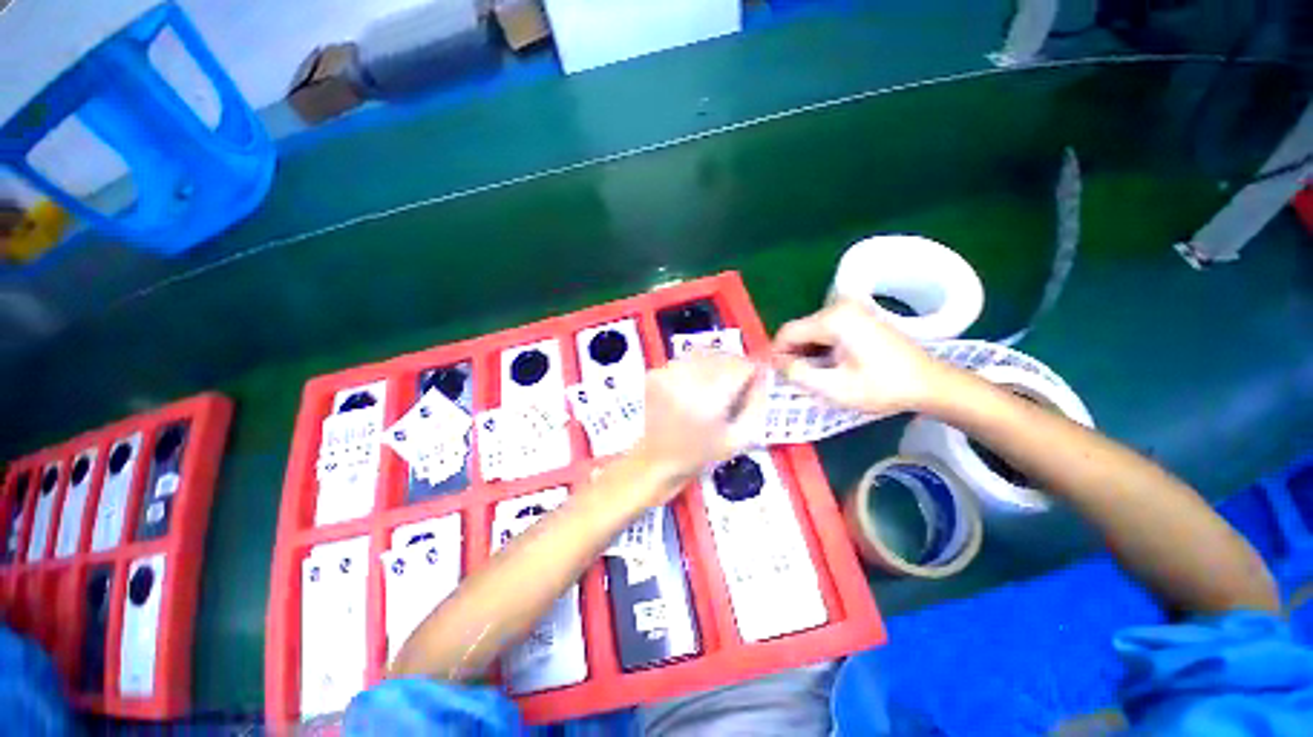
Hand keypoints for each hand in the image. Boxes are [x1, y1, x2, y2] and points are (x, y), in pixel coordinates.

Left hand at [636, 354, 765, 484]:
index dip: (752, 371)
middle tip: (735, 386)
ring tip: (713, 388)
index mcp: (708, 399)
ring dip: (715, 365)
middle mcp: (685, 380)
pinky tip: (694, 388)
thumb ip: (757, 405)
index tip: (754, 380)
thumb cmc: (701, 454)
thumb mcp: (738, 438)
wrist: (658, 459)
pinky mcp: (655, 373)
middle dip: (734, 367)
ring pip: (704, 354)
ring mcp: (666, 374)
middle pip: (722, 357)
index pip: (739, 366)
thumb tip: (765, 375)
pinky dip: (696, 368)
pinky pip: (686, 360)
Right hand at [772, 300, 945, 416]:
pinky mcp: (858, 317)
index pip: (787, 332)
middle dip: (794, 355)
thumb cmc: (883, 387)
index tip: (778, 377)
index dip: (777, 355)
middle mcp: (840, 306)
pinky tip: (830, 367)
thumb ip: (798, 374)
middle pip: (799, 331)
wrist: (930, 383)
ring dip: (807, 354)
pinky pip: (825, 331)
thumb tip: (776, 364)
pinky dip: (821, 349)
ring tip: (817, 377)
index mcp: (833, 319)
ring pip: (811, 332)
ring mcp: (851, 309)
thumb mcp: (835, 388)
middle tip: (799, 381)